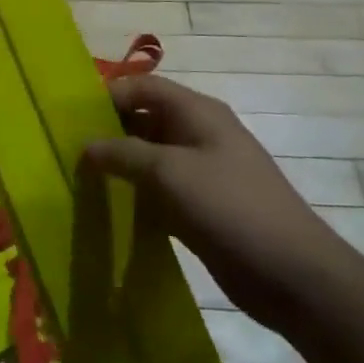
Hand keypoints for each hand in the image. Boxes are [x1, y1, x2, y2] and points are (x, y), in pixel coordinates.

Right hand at [84, 74, 359, 329]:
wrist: (295, 276)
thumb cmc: (230, 208)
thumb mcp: (170, 173)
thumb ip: (123, 154)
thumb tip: (86, 145)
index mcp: (197, 112)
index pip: (144, 86)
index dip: (108, 95)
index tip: (71, 116)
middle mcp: (199, 134)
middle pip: (145, 119)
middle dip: (109, 131)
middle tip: (68, 149)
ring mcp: (202, 172)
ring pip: (150, 157)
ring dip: (120, 165)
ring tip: (80, 178)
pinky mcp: (202, 207)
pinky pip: (160, 190)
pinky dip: (136, 194)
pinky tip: (109, 208)